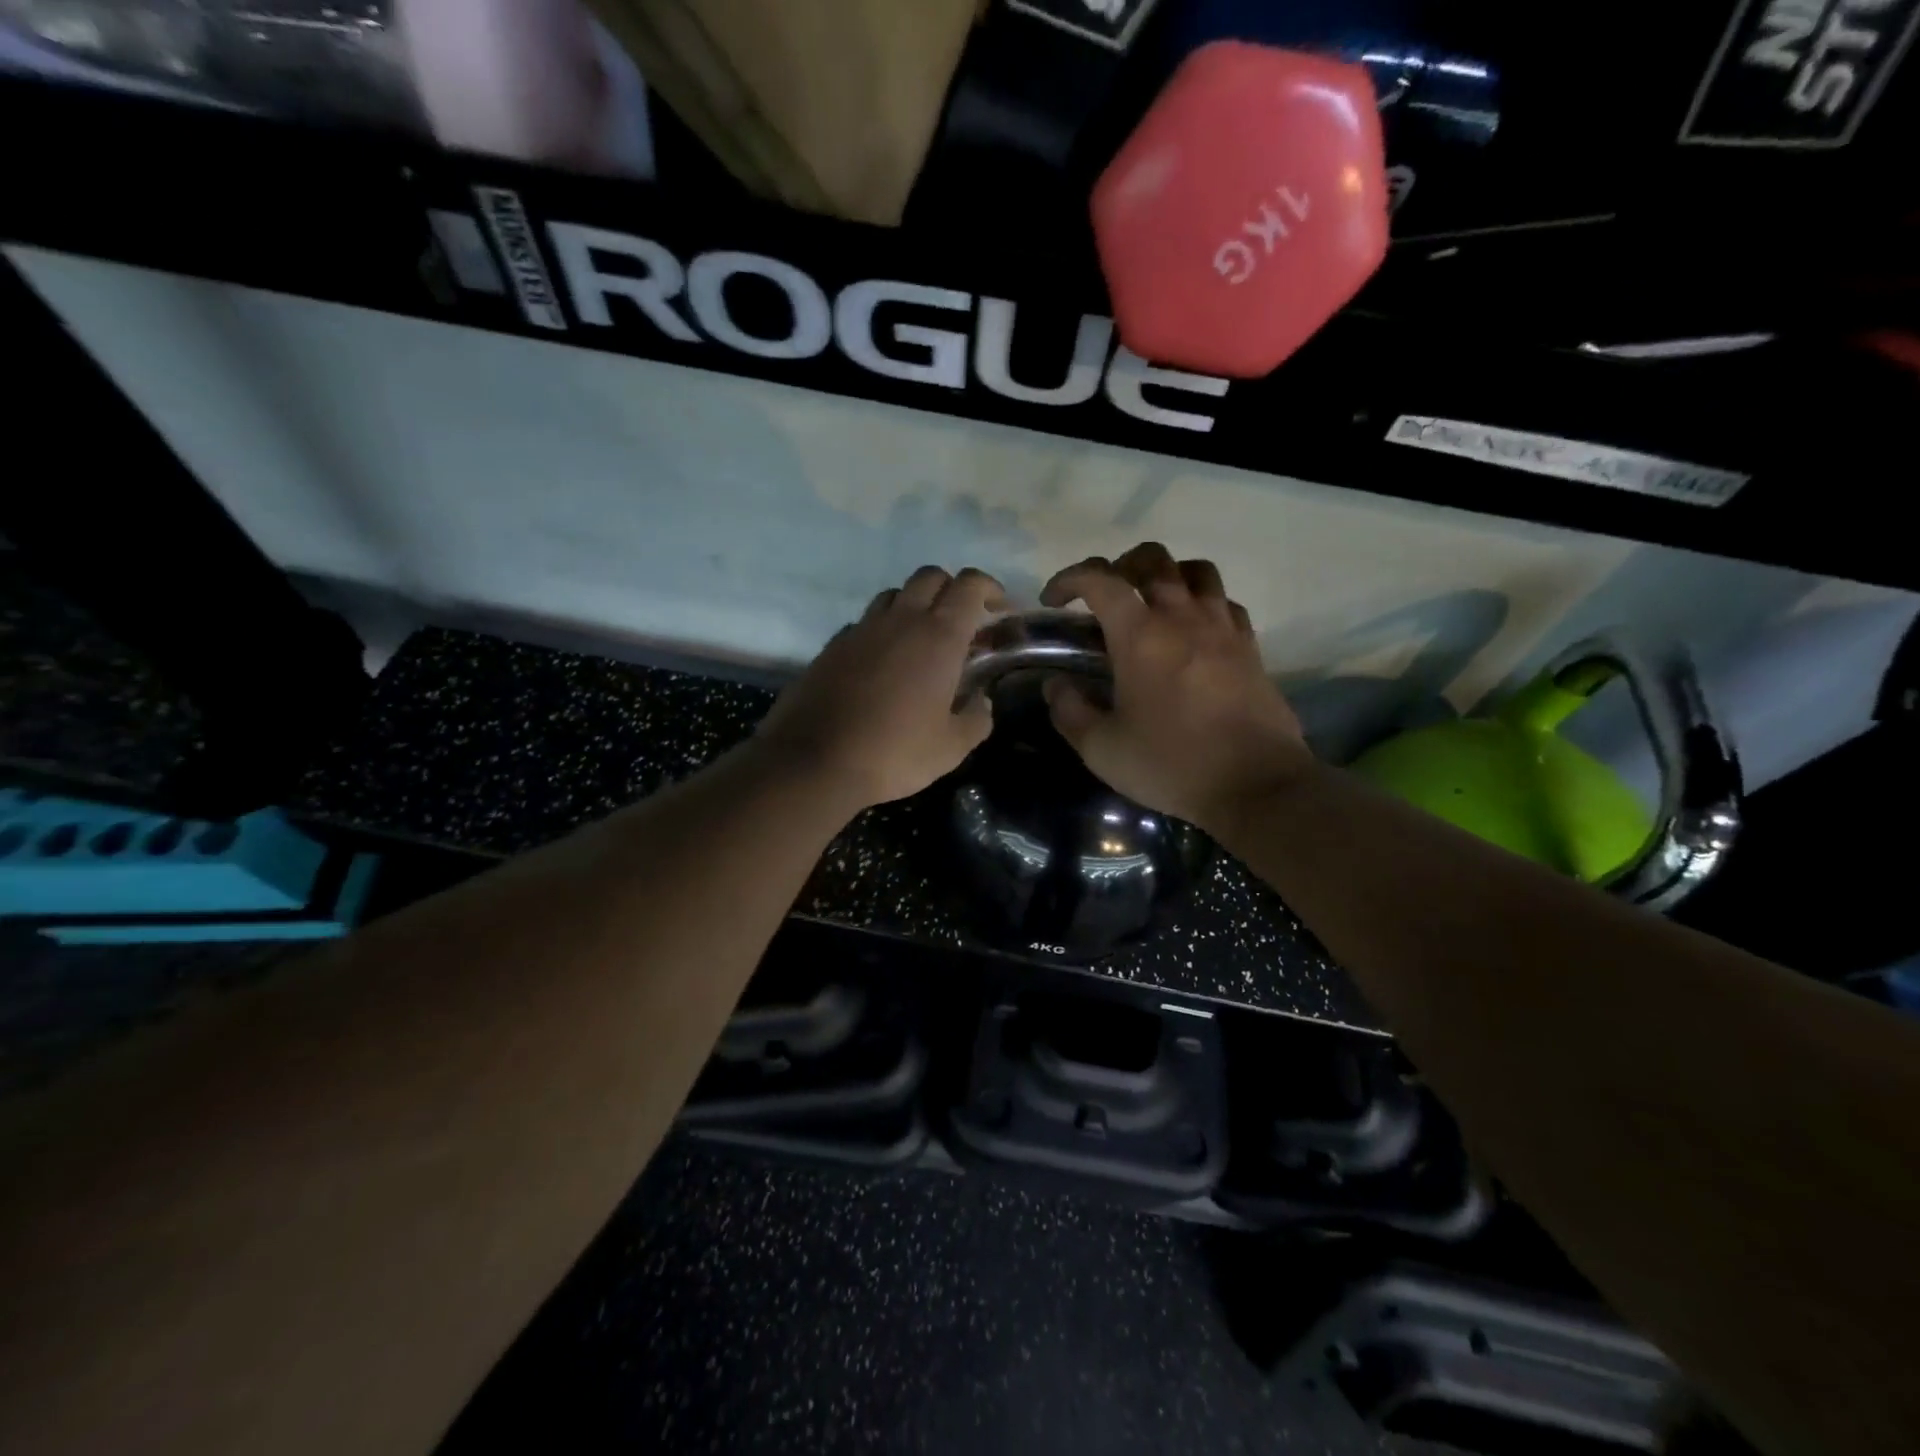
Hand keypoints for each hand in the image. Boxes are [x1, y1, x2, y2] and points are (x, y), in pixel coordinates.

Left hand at [757, 566, 1006, 809]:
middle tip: (961, 622)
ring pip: (894, 594)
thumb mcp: (952, 747)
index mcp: (939, 637)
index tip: (998, 607)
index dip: (988, 588)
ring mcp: (862, 629)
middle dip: (951, 589)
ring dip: (914, 605)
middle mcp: (901, 620)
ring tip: (921, 640)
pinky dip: (881, 630)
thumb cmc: (895, 753)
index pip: (969, 585)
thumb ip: (977, 718)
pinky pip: (865, 622)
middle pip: (930, 576)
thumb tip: (981, 701)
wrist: (815, 761)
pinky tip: (883, 662)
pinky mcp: (833, 645)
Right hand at [1040, 543, 1309, 830]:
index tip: (1054, 601)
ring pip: (1196, 570)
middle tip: (1105, 598)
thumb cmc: (1172, 764)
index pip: (1100, 579)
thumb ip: (1070, 711)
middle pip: (1152, 558)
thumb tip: (1057, 685)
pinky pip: (1225, 602)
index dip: (1070, 579)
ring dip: (1167, 575)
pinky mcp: (1250, 646)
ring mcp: (1222, 627)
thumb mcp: (1102, 749)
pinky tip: (1193, 630)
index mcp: (1140, 635)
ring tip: (1152, 604)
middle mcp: (1182, 616)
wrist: (1256, 784)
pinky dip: (1203, 602)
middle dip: (1120, 566)